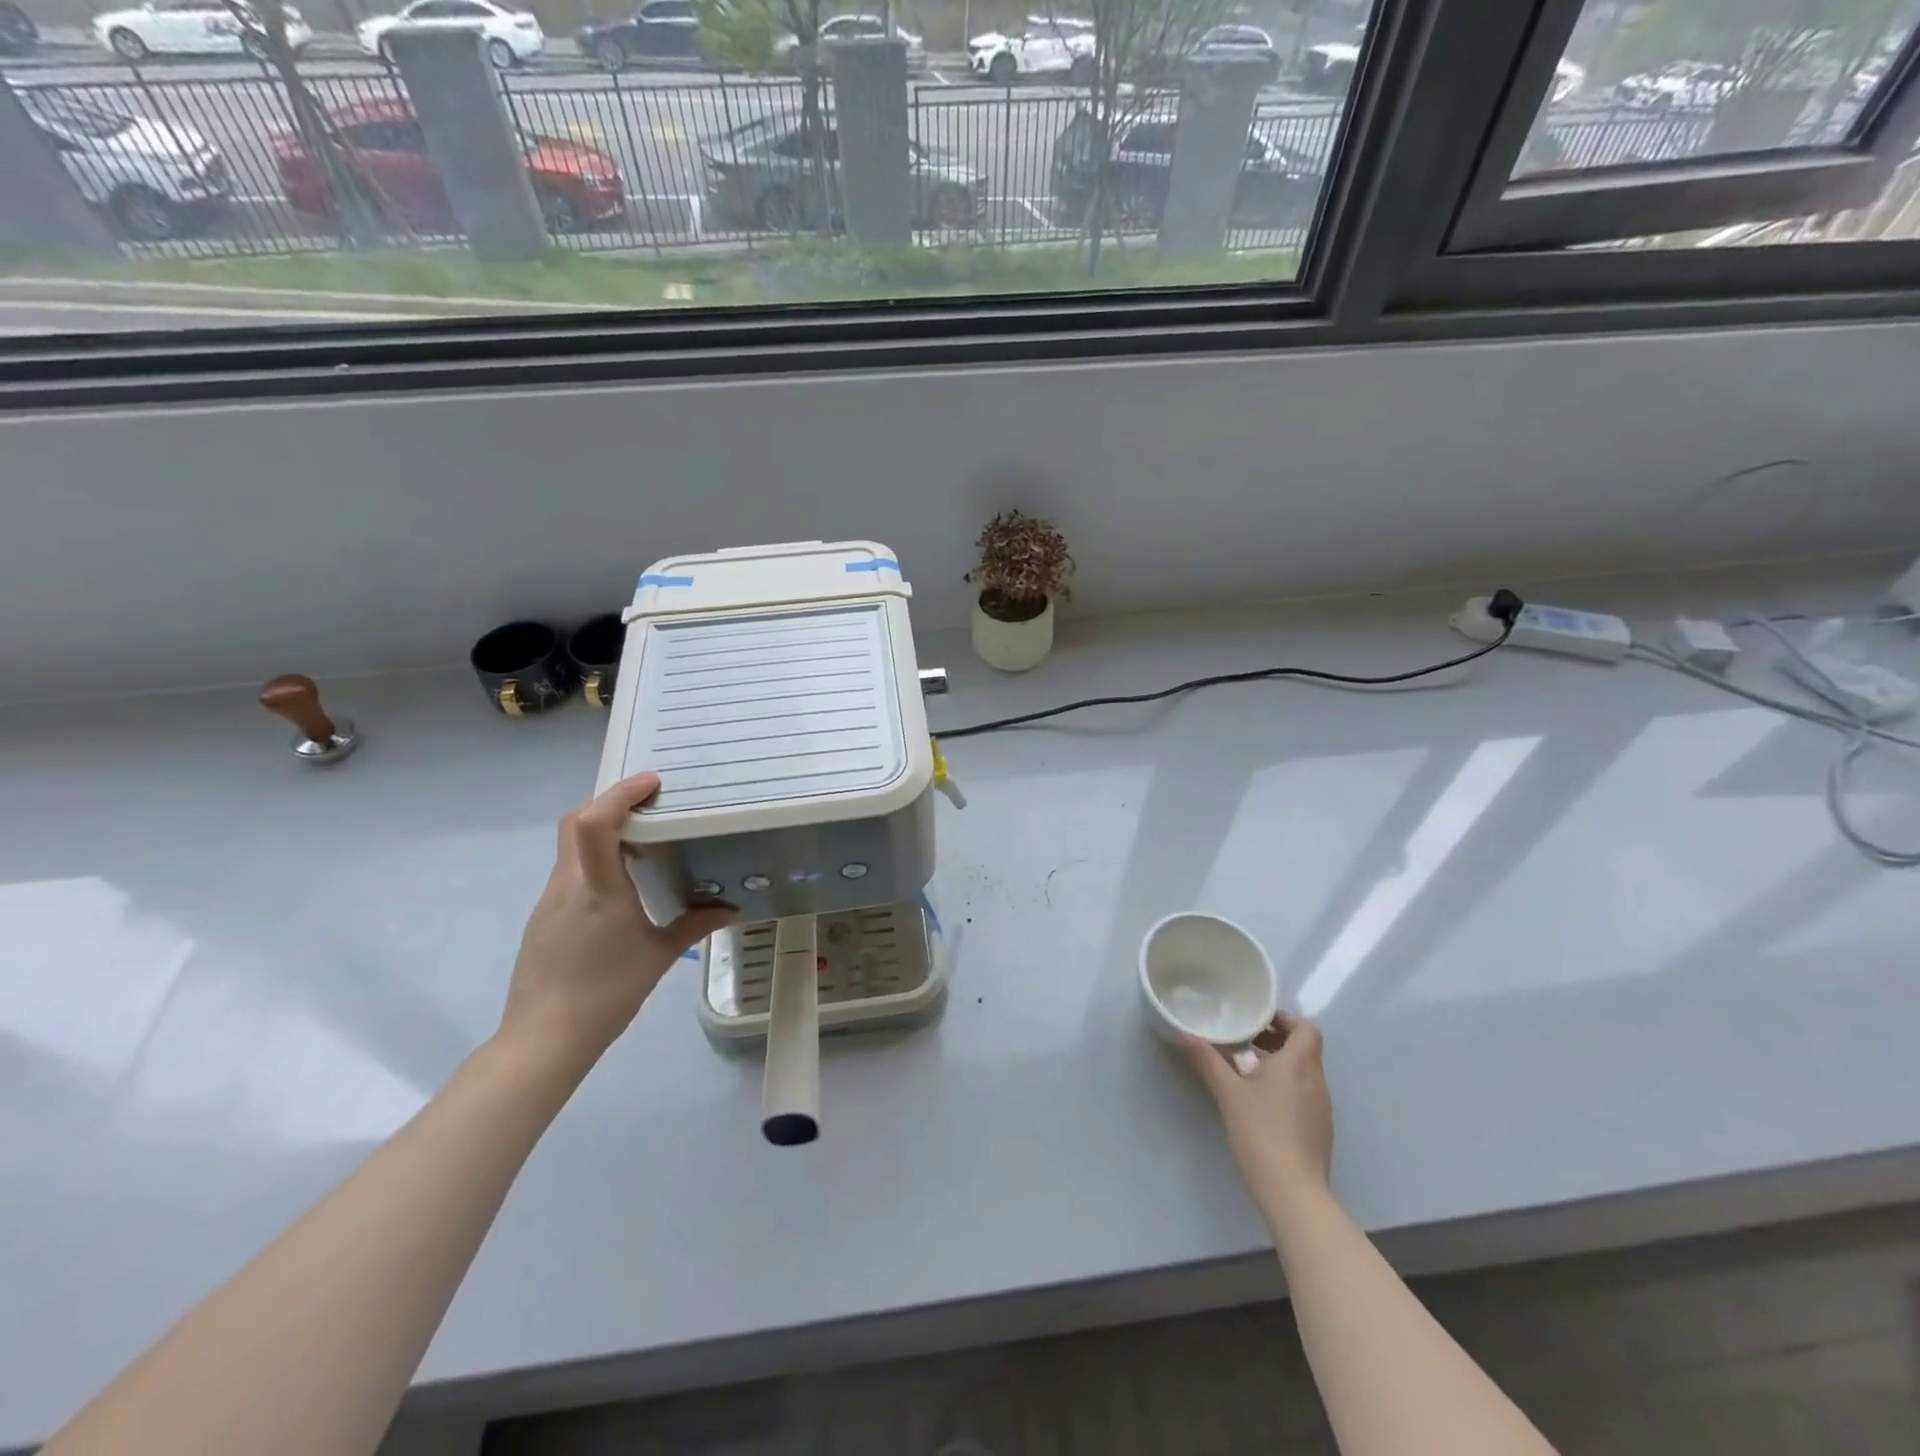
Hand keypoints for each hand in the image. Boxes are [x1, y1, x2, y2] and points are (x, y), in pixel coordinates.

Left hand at [500, 771, 734, 1076]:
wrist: (544, 1038)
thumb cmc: (608, 993)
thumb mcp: (659, 956)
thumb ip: (694, 925)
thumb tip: (730, 910)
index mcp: (599, 889)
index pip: (597, 822)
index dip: (621, 793)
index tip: (652, 783)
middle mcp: (568, 885)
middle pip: (575, 822)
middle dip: (608, 801)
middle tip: (646, 802)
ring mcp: (549, 900)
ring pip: (570, 846)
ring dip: (600, 830)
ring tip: (640, 838)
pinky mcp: (542, 918)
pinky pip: (569, 871)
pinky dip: (592, 859)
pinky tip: (617, 883)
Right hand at [1183, 1013, 1334, 1217]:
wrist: (1293, 1192)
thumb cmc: (1261, 1132)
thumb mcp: (1228, 1093)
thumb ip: (1207, 1060)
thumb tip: (1184, 1034)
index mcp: (1299, 1064)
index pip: (1306, 1028)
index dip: (1285, 1020)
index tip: (1258, 1022)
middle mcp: (1316, 1081)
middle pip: (1305, 1048)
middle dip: (1277, 1040)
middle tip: (1246, 1040)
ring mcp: (1321, 1108)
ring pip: (1305, 1072)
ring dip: (1281, 1064)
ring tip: (1248, 1069)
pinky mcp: (1320, 1130)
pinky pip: (1305, 1095)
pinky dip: (1287, 1087)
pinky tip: (1261, 1103)